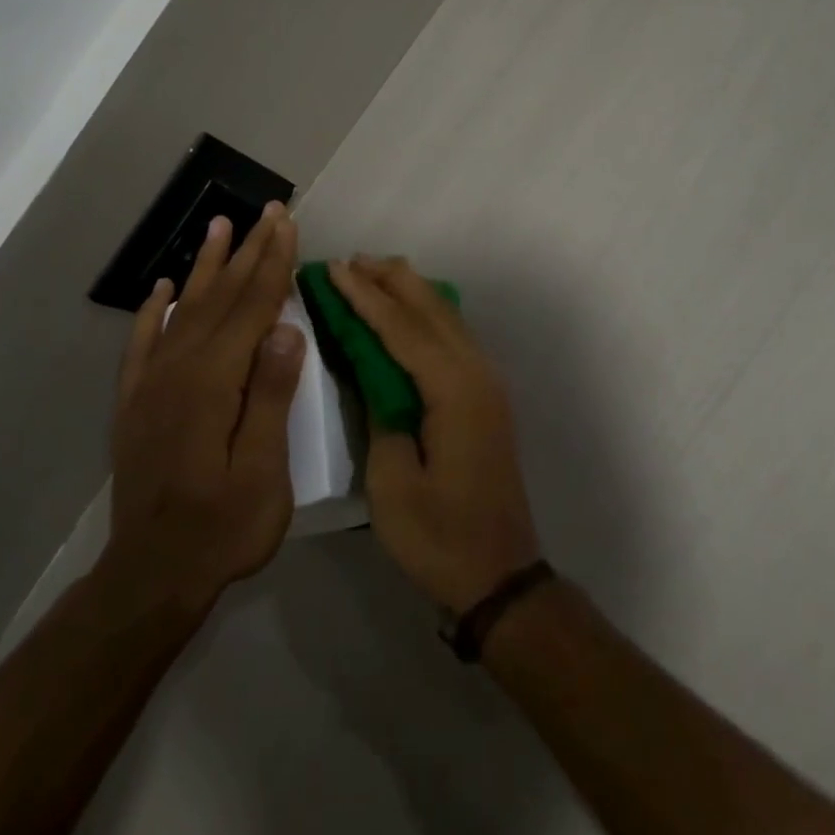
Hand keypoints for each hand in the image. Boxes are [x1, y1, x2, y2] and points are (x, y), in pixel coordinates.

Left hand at [101, 206, 306, 609]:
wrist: (151, 575)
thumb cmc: (222, 529)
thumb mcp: (262, 472)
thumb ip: (269, 397)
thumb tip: (285, 330)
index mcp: (212, 384)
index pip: (251, 308)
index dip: (273, 264)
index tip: (288, 224)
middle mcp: (177, 371)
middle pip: (220, 299)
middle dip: (248, 251)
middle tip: (267, 210)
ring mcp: (151, 386)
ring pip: (184, 310)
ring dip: (206, 266)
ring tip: (219, 226)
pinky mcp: (136, 404)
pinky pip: (144, 344)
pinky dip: (154, 311)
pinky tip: (163, 288)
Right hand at [326, 257, 540, 613]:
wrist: (500, 574)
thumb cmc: (440, 536)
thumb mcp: (393, 483)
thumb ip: (381, 417)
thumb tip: (373, 375)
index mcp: (454, 390)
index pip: (402, 328)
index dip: (365, 297)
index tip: (334, 269)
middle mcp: (478, 375)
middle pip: (432, 311)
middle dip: (392, 281)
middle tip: (353, 260)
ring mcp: (488, 386)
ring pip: (448, 321)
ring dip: (412, 295)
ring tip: (376, 273)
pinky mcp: (487, 400)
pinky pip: (455, 341)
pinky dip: (428, 318)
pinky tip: (410, 315)